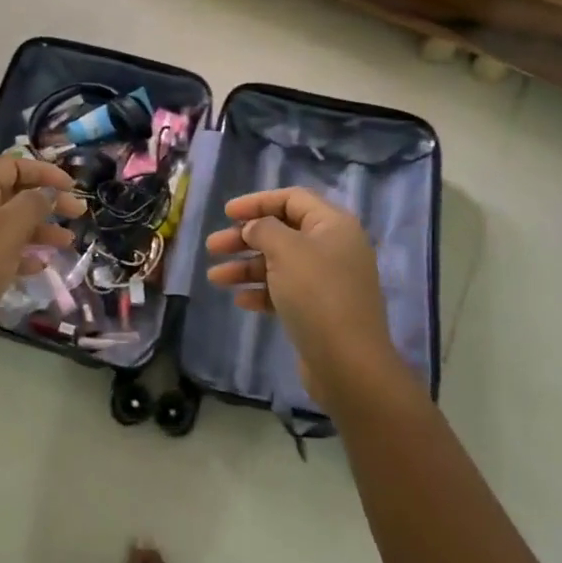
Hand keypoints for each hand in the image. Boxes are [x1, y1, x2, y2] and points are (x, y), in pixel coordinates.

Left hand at [0, 156, 84, 381]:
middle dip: (47, 201)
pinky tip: (40, 267)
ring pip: (9, 225)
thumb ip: (33, 204)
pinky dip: (22, 255)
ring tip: (67, 244)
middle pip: (12, 194)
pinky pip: (0, 252)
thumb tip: (48, 191)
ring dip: (39, 230)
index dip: (44, 172)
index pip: (11, 165)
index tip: (73, 187)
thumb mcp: (7, 230)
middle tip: (79, 215)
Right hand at [204, 187, 405, 405]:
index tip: (226, 213)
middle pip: (282, 231)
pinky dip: (261, 292)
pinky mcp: (319, 310)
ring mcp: (327, 280)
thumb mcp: (286, 250)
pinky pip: (284, 290)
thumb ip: (264, 229)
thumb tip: (255, 228)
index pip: (292, 198)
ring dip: (245, 267)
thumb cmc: (317, 294)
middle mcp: (333, 248)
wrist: (348, 363)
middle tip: (213, 246)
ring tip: (215, 277)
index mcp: (333, 225)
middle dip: (244, 238)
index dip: (257, 202)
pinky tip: (240, 301)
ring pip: (279, 263)